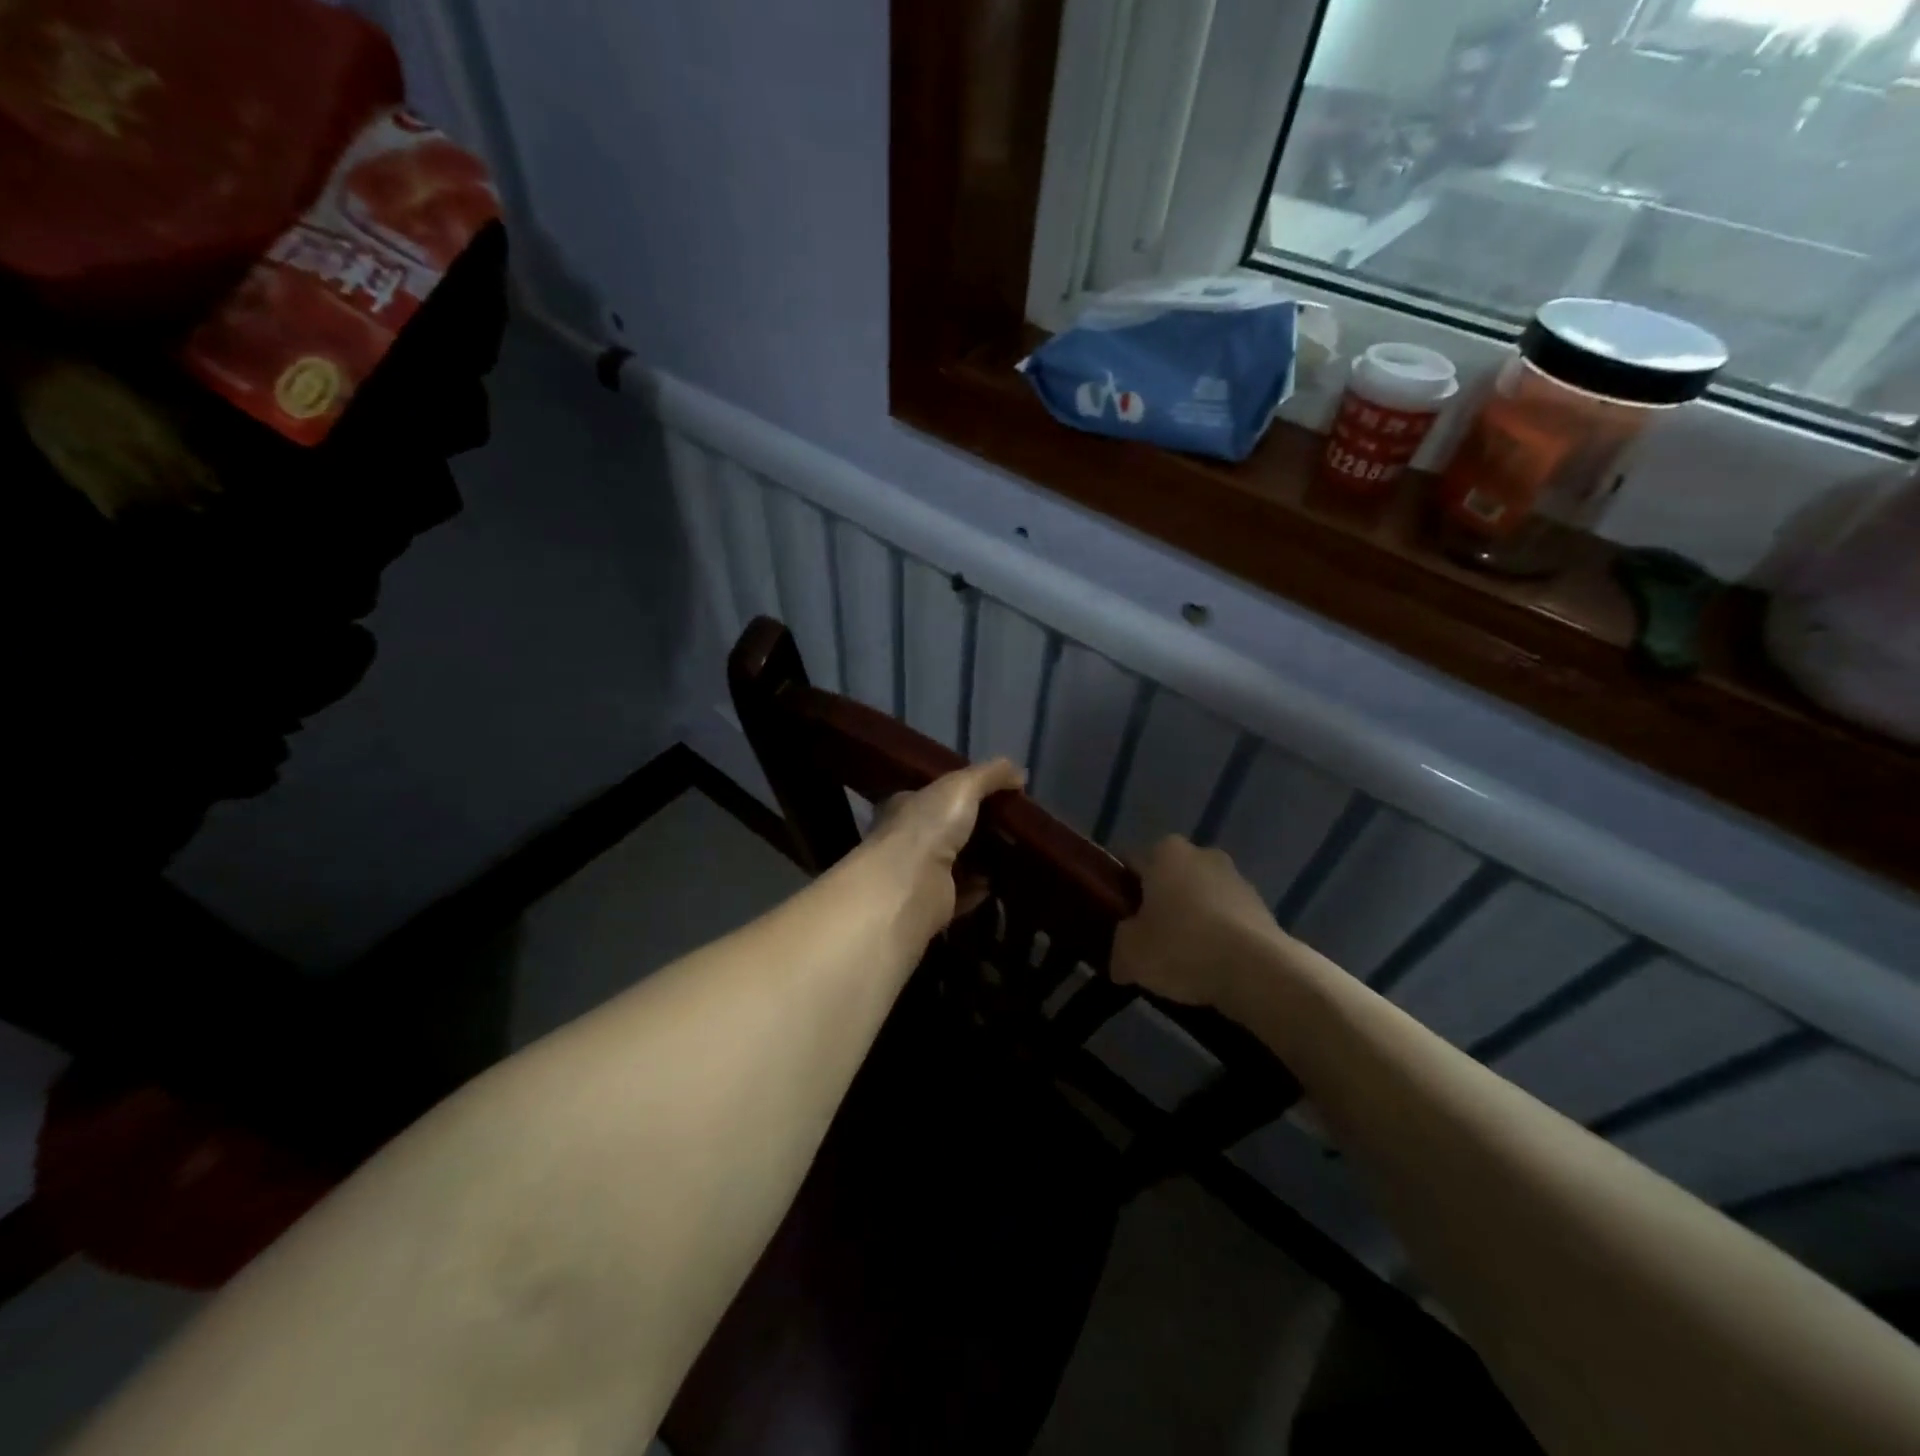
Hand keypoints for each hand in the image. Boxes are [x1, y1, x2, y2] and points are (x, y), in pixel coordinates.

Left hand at [855, 759, 1025, 945]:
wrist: (910, 884)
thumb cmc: (929, 826)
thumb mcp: (962, 786)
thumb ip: (990, 775)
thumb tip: (1019, 772)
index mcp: (908, 806)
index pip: (935, 796)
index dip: (963, 794)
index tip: (995, 797)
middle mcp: (909, 838)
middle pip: (949, 830)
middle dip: (978, 829)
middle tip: (1012, 827)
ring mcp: (920, 873)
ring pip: (956, 863)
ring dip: (981, 860)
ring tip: (1014, 854)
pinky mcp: (933, 903)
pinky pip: (962, 894)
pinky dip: (979, 888)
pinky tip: (1000, 883)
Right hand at [1112, 836, 1284, 1007]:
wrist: (1259, 972)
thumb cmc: (1182, 947)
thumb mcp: (1130, 954)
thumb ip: (1120, 949)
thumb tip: (1123, 962)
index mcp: (1165, 852)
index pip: (1131, 864)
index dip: (1120, 891)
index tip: (1117, 919)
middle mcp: (1202, 854)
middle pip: (1169, 879)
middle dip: (1159, 905)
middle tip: (1147, 941)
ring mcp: (1237, 879)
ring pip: (1200, 899)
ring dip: (1191, 921)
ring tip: (1182, 962)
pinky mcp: (1263, 907)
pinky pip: (1227, 920)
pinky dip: (1218, 937)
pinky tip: (1211, 967)